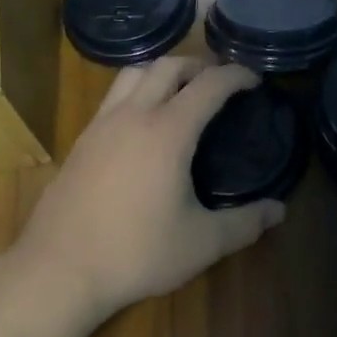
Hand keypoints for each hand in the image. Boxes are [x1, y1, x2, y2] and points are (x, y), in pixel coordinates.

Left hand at [13, 57, 287, 322]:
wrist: (57, 270)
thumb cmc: (135, 253)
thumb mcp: (200, 243)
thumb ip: (245, 224)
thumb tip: (279, 210)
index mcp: (168, 131)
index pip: (210, 84)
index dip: (236, 75)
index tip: (254, 80)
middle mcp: (134, 115)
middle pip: (169, 65)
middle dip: (200, 65)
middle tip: (220, 84)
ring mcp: (102, 124)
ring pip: (135, 72)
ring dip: (164, 71)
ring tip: (181, 92)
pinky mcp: (81, 140)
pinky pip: (114, 95)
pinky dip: (138, 90)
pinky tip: (143, 122)